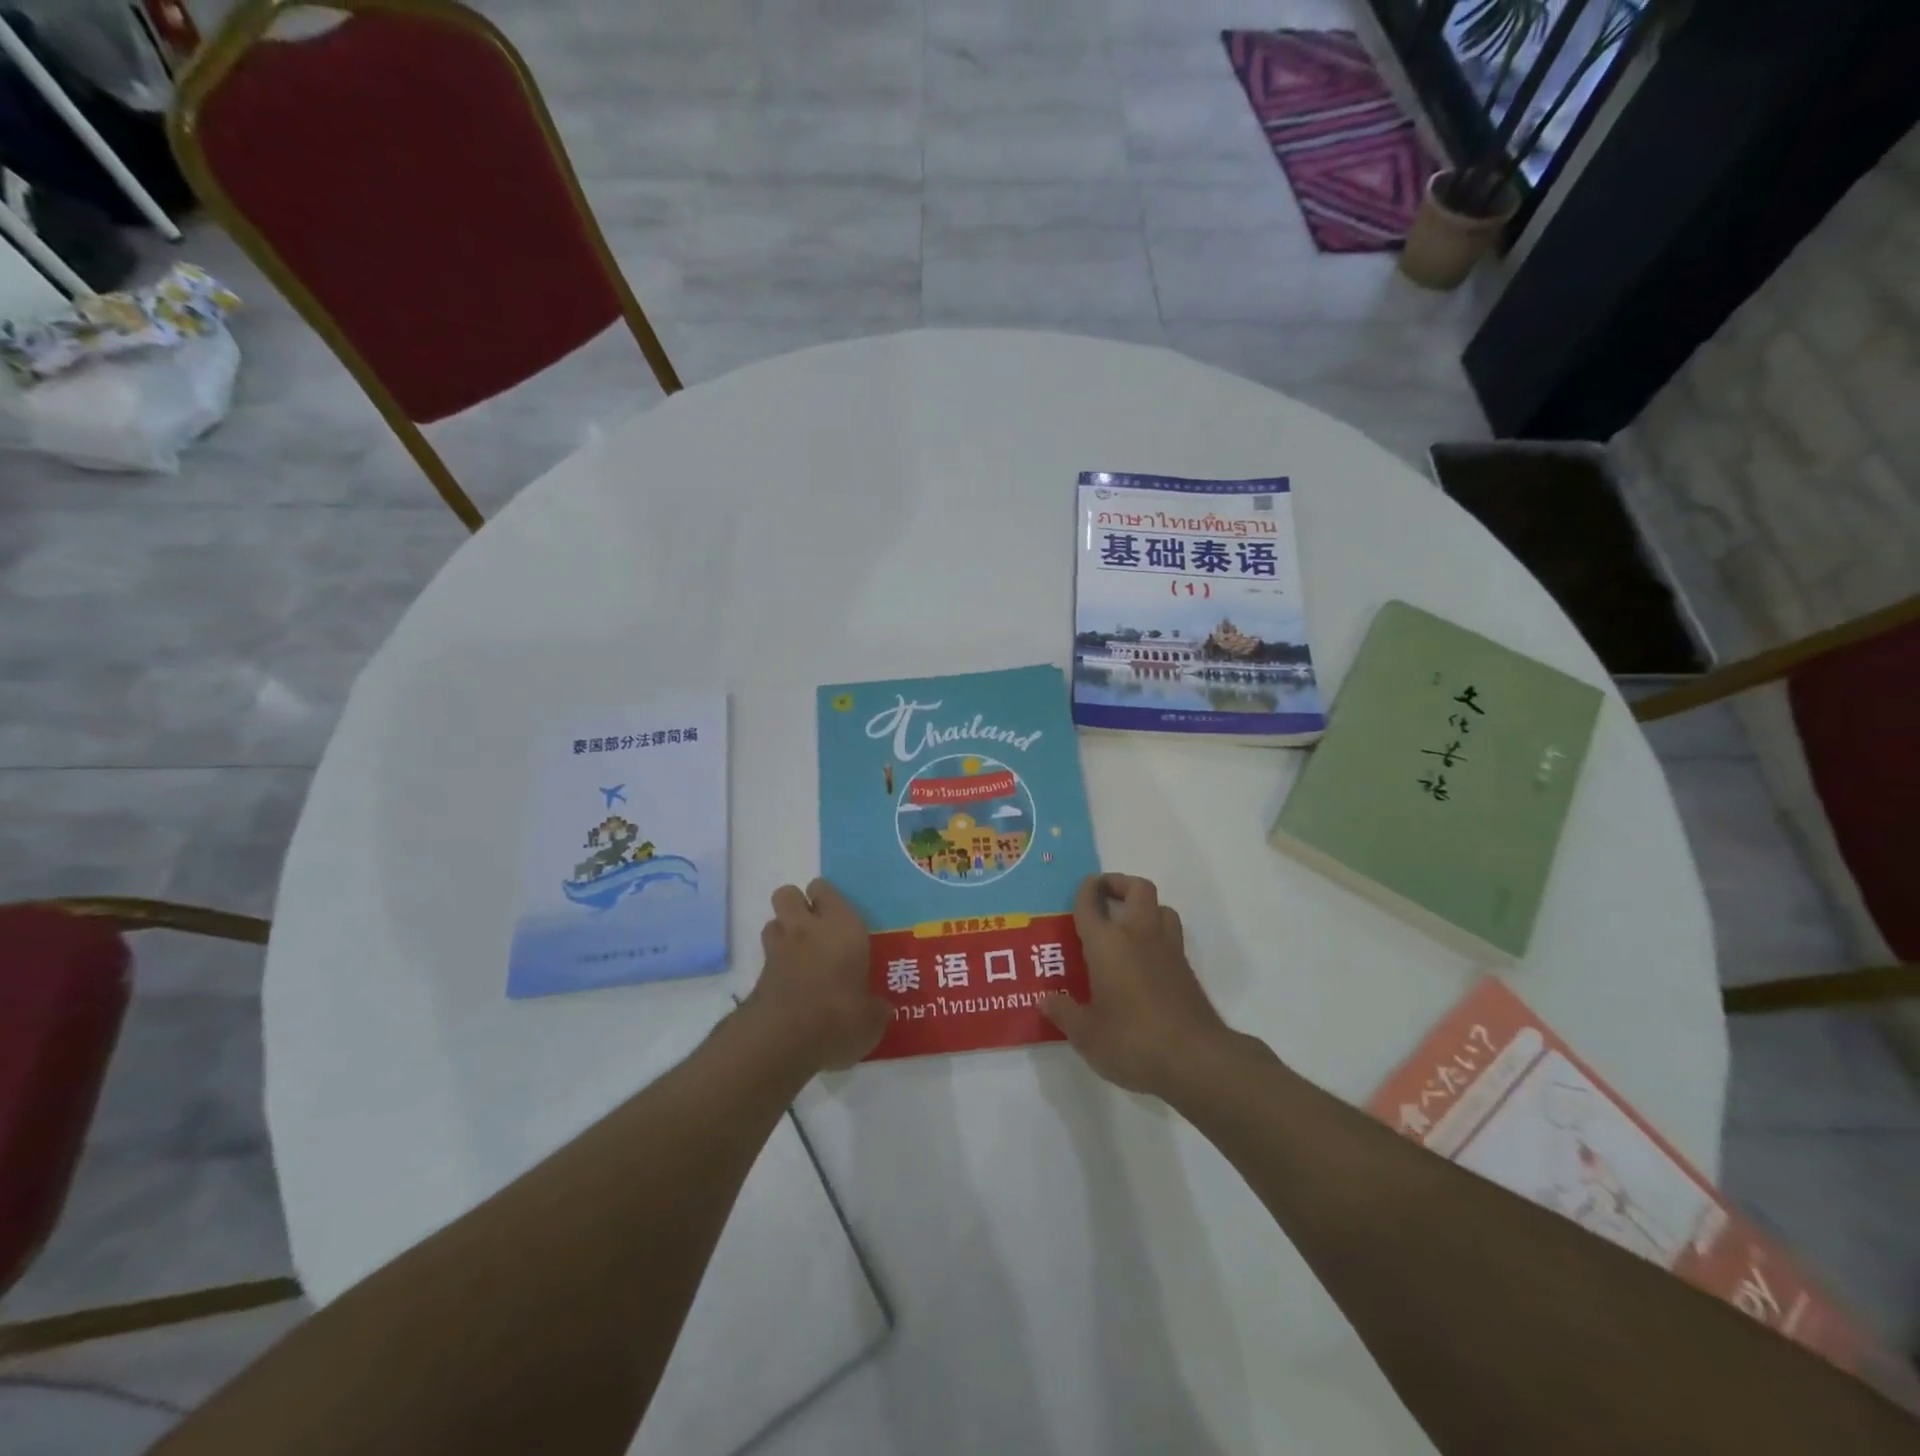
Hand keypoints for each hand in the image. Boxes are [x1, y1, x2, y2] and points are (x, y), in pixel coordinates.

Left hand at [745, 879, 888, 1072]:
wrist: (783, 1039)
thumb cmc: (839, 1016)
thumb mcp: (871, 1018)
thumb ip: (875, 1008)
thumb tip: (879, 1009)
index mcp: (842, 926)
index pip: (825, 890)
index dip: (827, 899)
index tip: (839, 918)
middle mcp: (807, 928)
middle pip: (788, 894)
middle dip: (797, 906)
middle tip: (815, 929)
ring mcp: (778, 949)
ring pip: (773, 922)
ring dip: (783, 933)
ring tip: (800, 955)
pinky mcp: (759, 975)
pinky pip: (766, 956)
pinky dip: (776, 964)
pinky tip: (791, 985)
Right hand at [1042, 874, 1232, 1097]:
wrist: (1195, 1059)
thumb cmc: (1131, 1040)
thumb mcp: (1086, 1034)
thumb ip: (1064, 1013)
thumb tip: (1046, 999)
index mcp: (1107, 943)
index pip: (1092, 902)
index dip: (1085, 890)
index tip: (1082, 887)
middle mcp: (1139, 935)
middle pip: (1138, 889)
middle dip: (1120, 884)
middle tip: (1105, 897)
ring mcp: (1168, 950)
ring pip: (1161, 908)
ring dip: (1145, 908)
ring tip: (1128, 925)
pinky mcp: (1187, 970)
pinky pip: (1172, 936)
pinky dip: (1158, 934)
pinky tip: (1145, 959)